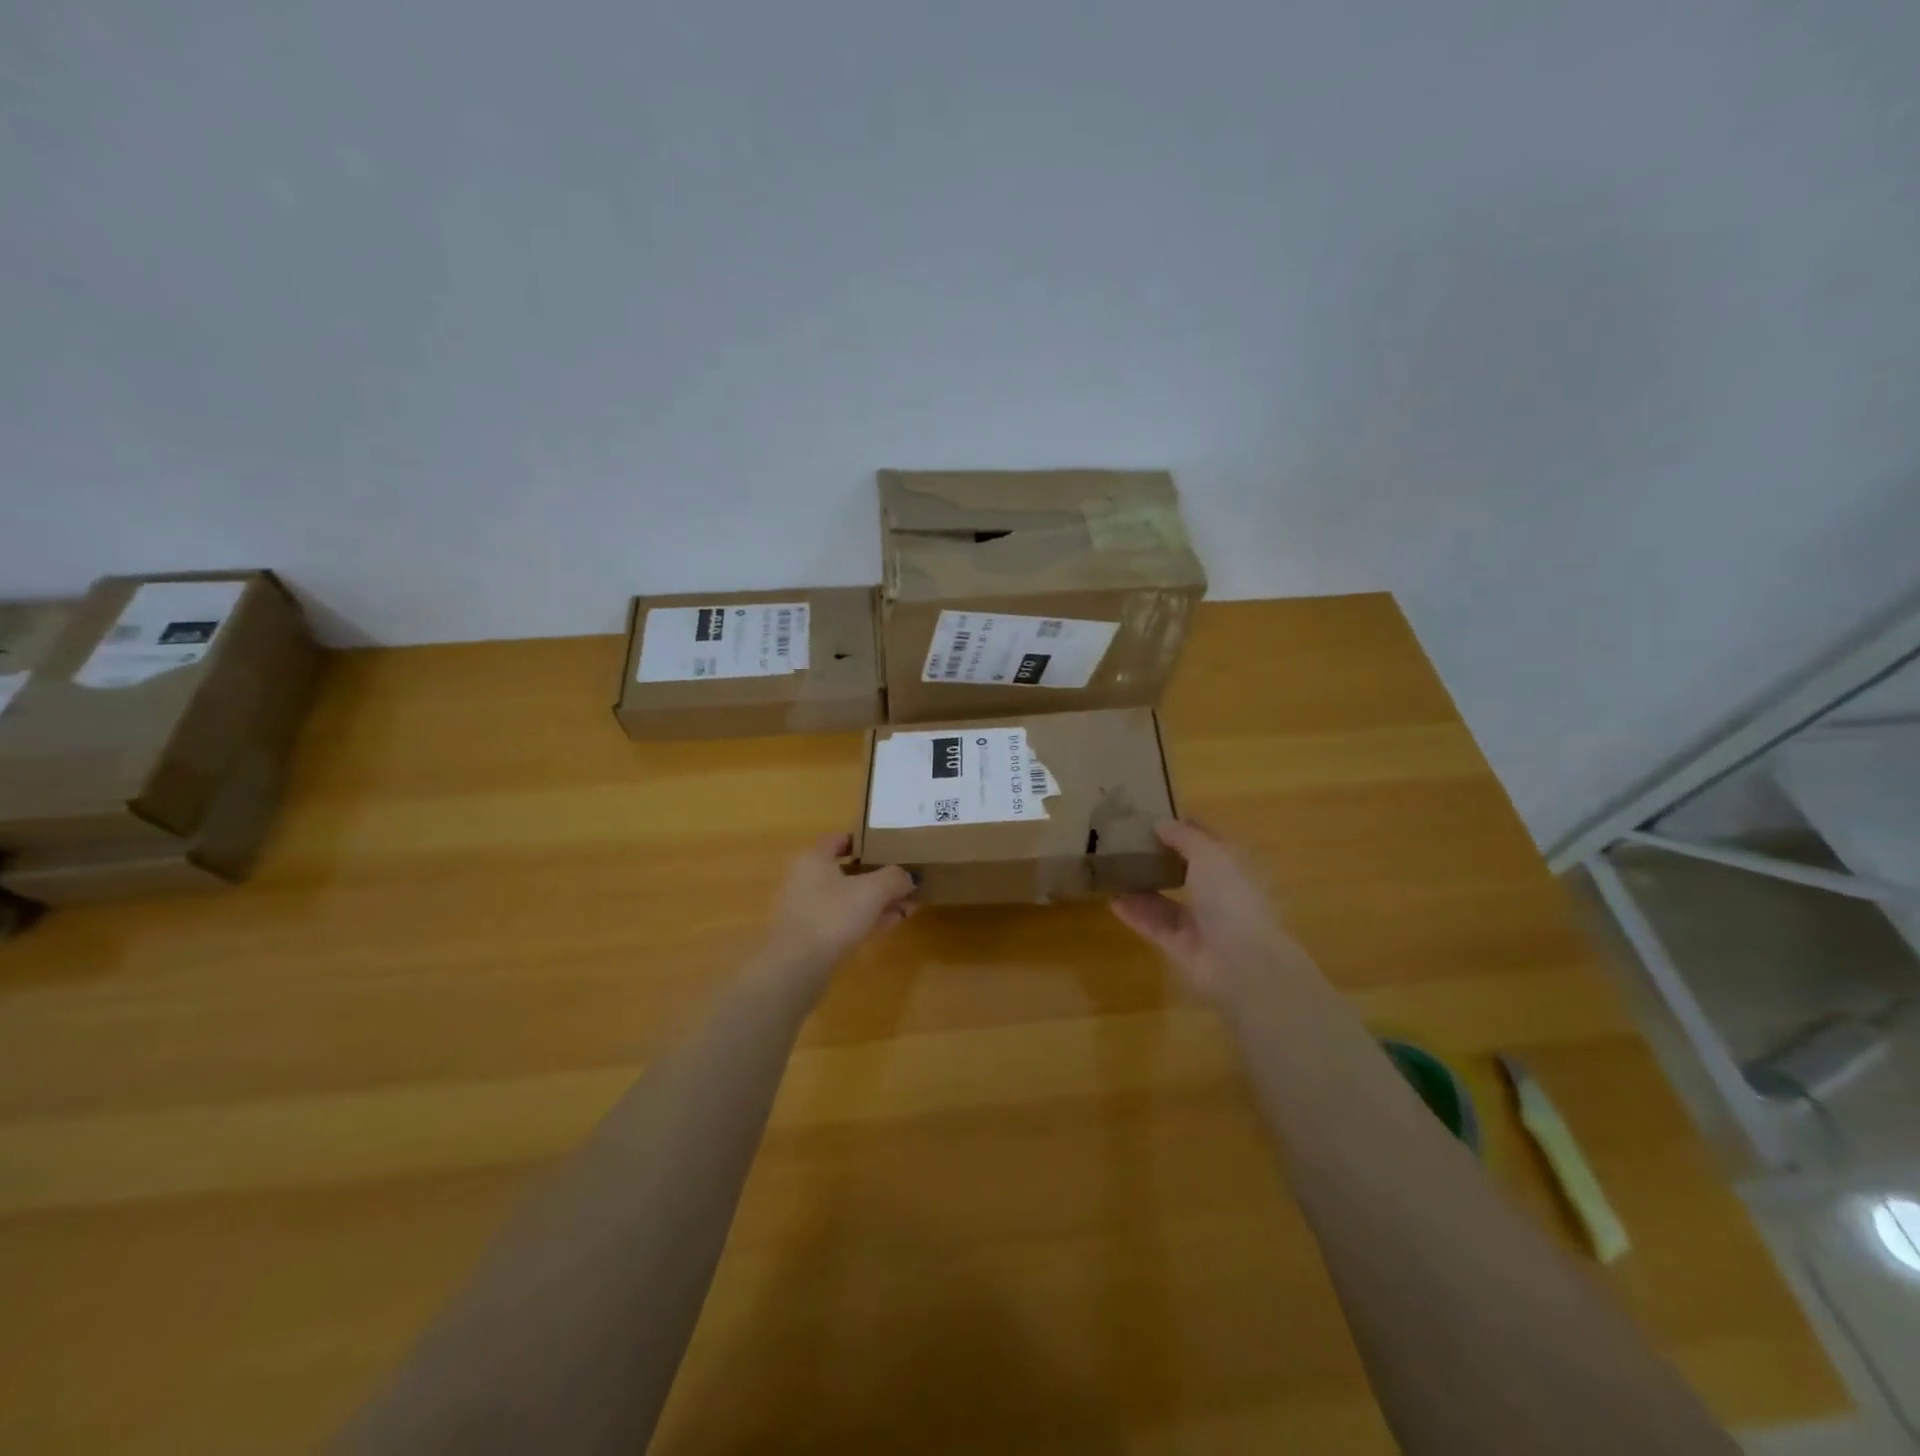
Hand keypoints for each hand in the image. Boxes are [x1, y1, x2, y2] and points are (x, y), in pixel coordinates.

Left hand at [764, 833, 914, 977]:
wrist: (797, 967)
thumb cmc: (833, 915)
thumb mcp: (873, 890)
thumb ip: (895, 878)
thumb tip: (910, 877)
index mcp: (814, 859)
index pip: (838, 840)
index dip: (863, 841)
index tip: (887, 848)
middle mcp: (806, 880)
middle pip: (847, 872)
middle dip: (879, 877)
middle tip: (905, 882)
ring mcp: (806, 910)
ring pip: (848, 899)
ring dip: (877, 902)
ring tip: (908, 906)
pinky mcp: (810, 937)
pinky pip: (843, 920)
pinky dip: (865, 919)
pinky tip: (890, 924)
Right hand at [1110, 821, 1302, 1002]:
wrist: (1241, 962)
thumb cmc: (1231, 897)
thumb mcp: (1209, 854)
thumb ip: (1184, 837)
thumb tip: (1161, 822)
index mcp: (1234, 867)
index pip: (1209, 841)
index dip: (1186, 827)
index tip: (1155, 815)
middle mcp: (1219, 893)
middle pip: (1186, 871)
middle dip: (1160, 858)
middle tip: (1127, 843)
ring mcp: (1201, 922)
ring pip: (1167, 900)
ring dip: (1143, 887)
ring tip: (1113, 870)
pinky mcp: (1181, 946)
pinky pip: (1155, 925)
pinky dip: (1135, 914)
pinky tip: (1112, 901)